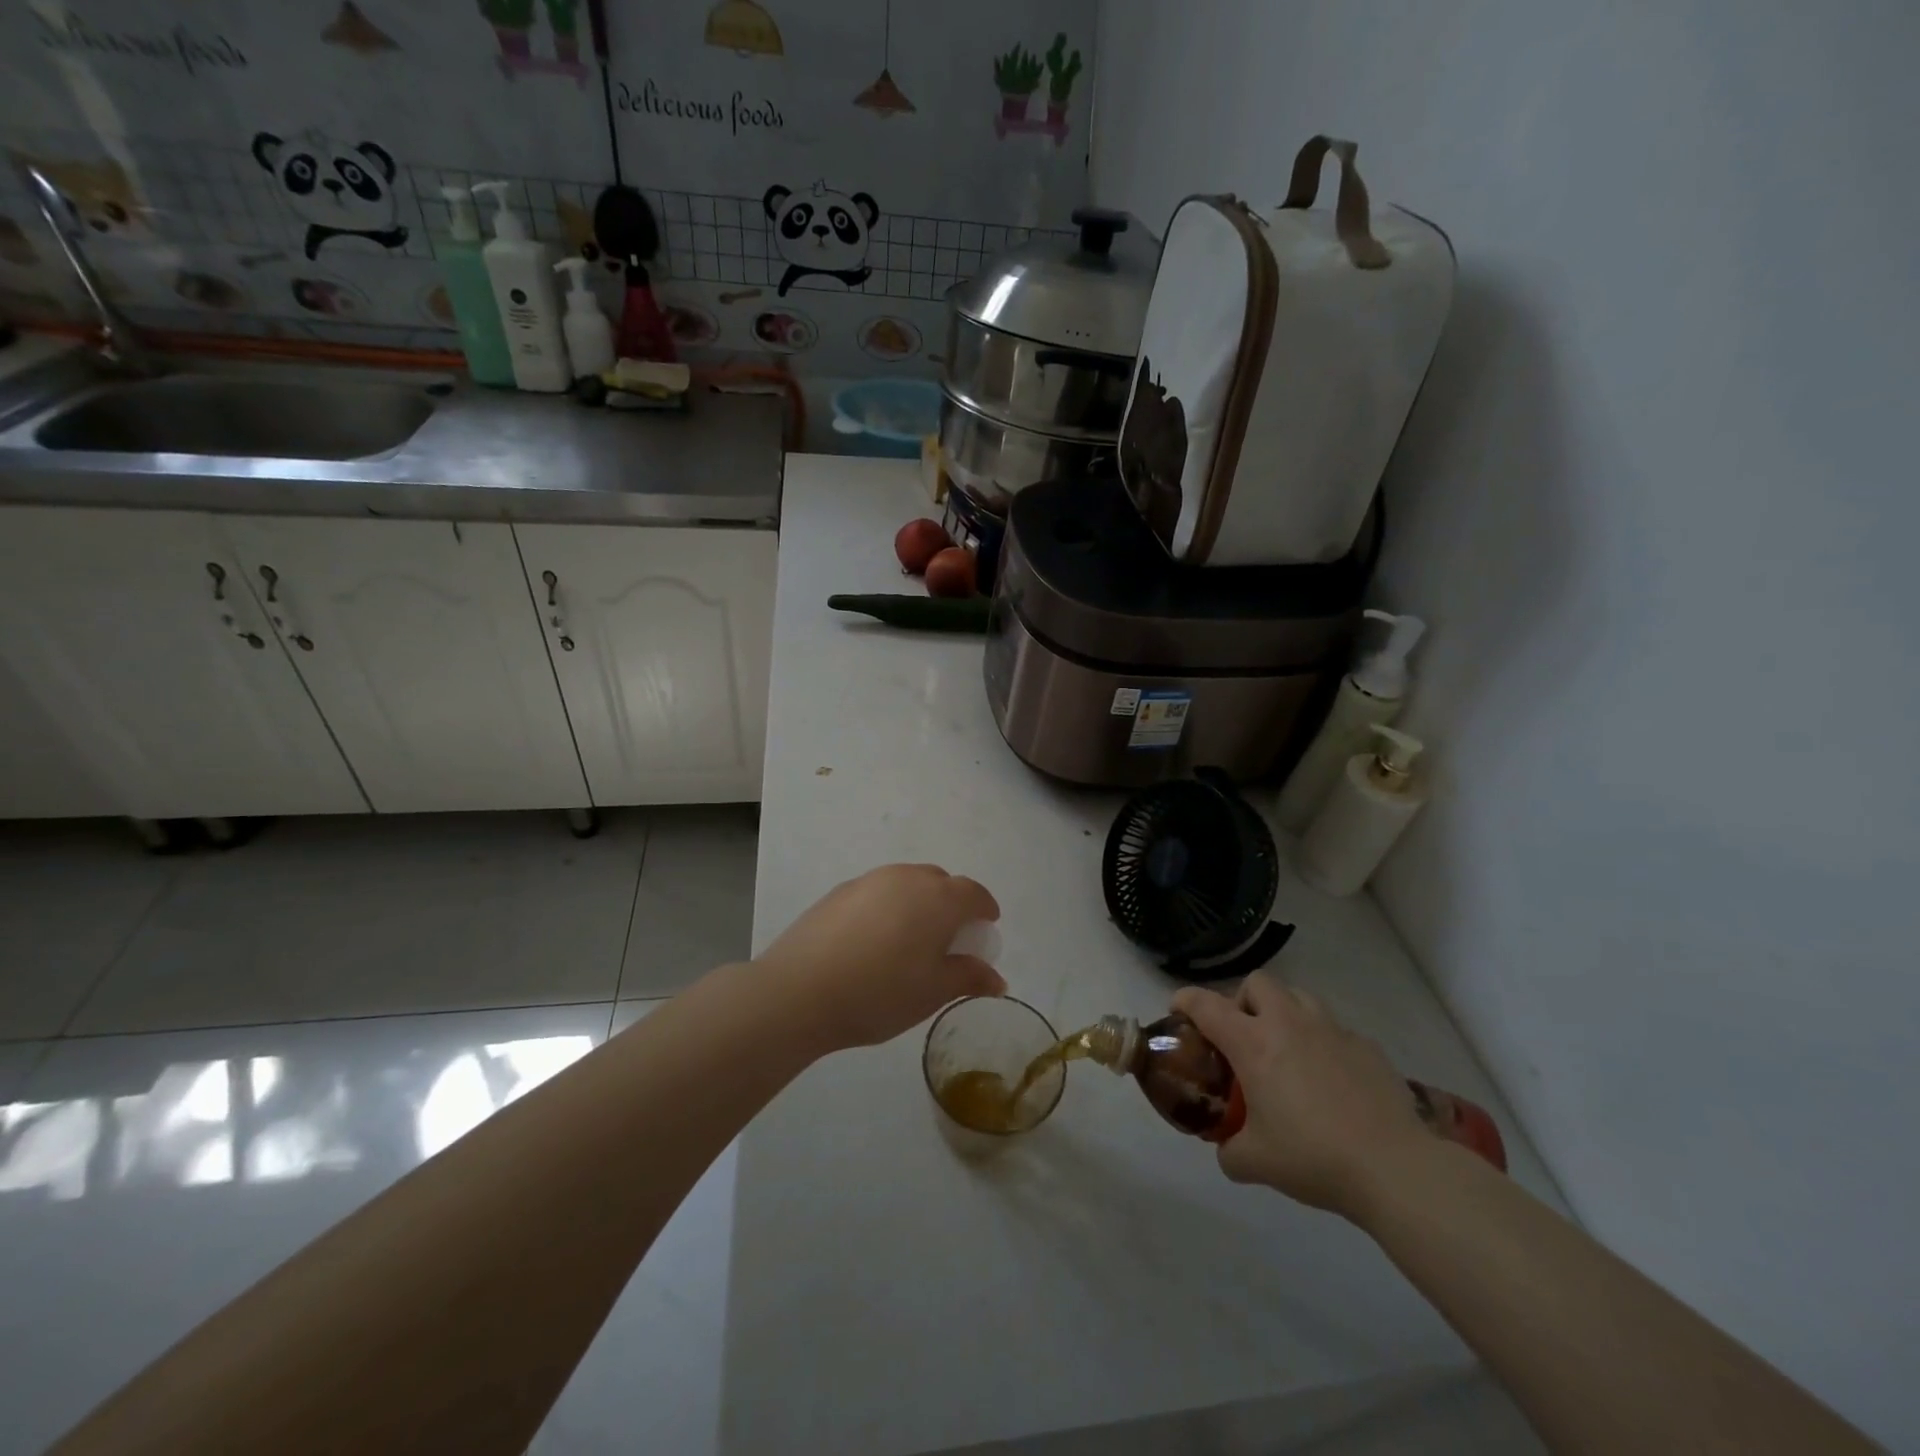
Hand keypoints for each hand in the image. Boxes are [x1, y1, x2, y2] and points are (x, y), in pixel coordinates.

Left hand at [755, 864, 1004, 1052]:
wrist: (800, 991)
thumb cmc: (880, 992)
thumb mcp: (933, 992)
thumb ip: (969, 978)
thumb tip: (996, 979)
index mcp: (938, 897)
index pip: (974, 893)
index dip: (985, 909)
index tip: (985, 928)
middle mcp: (907, 878)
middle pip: (940, 883)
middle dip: (951, 905)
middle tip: (948, 939)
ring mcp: (870, 880)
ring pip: (906, 884)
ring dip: (918, 904)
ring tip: (909, 941)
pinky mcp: (839, 891)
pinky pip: (877, 893)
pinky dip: (887, 908)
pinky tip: (872, 942)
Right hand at [1172, 975, 1429, 1217]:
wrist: (1394, 1168)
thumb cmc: (1314, 1157)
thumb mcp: (1255, 1163)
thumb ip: (1230, 1149)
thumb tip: (1227, 1148)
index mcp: (1252, 1043)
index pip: (1205, 1004)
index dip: (1185, 1001)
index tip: (1177, 1012)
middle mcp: (1288, 1024)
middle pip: (1257, 983)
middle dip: (1243, 1001)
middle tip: (1244, 1037)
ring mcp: (1332, 1030)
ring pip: (1298, 996)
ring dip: (1283, 1013)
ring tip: (1286, 1050)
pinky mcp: (1366, 1046)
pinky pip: (1334, 1030)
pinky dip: (1323, 1042)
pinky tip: (1330, 1080)